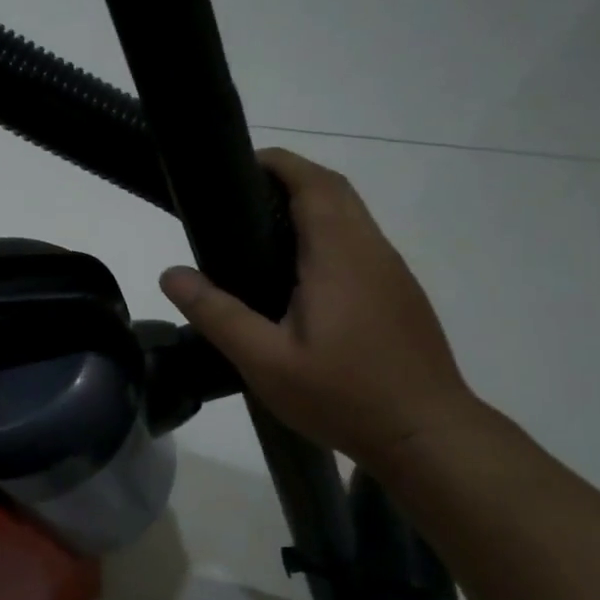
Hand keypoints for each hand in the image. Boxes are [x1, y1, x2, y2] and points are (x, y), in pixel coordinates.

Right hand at [159, 148, 478, 467]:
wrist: (427, 435)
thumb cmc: (345, 395)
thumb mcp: (266, 362)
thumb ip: (218, 314)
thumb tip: (171, 273)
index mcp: (340, 255)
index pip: (313, 183)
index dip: (278, 164)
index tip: (238, 166)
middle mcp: (372, 249)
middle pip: (335, 191)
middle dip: (291, 179)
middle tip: (240, 199)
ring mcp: (392, 271)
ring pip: (351, 217)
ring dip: (311, 206)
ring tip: (259, 234)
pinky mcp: (400, 294)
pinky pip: (360, 243)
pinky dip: (327, 235)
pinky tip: (299, 277)